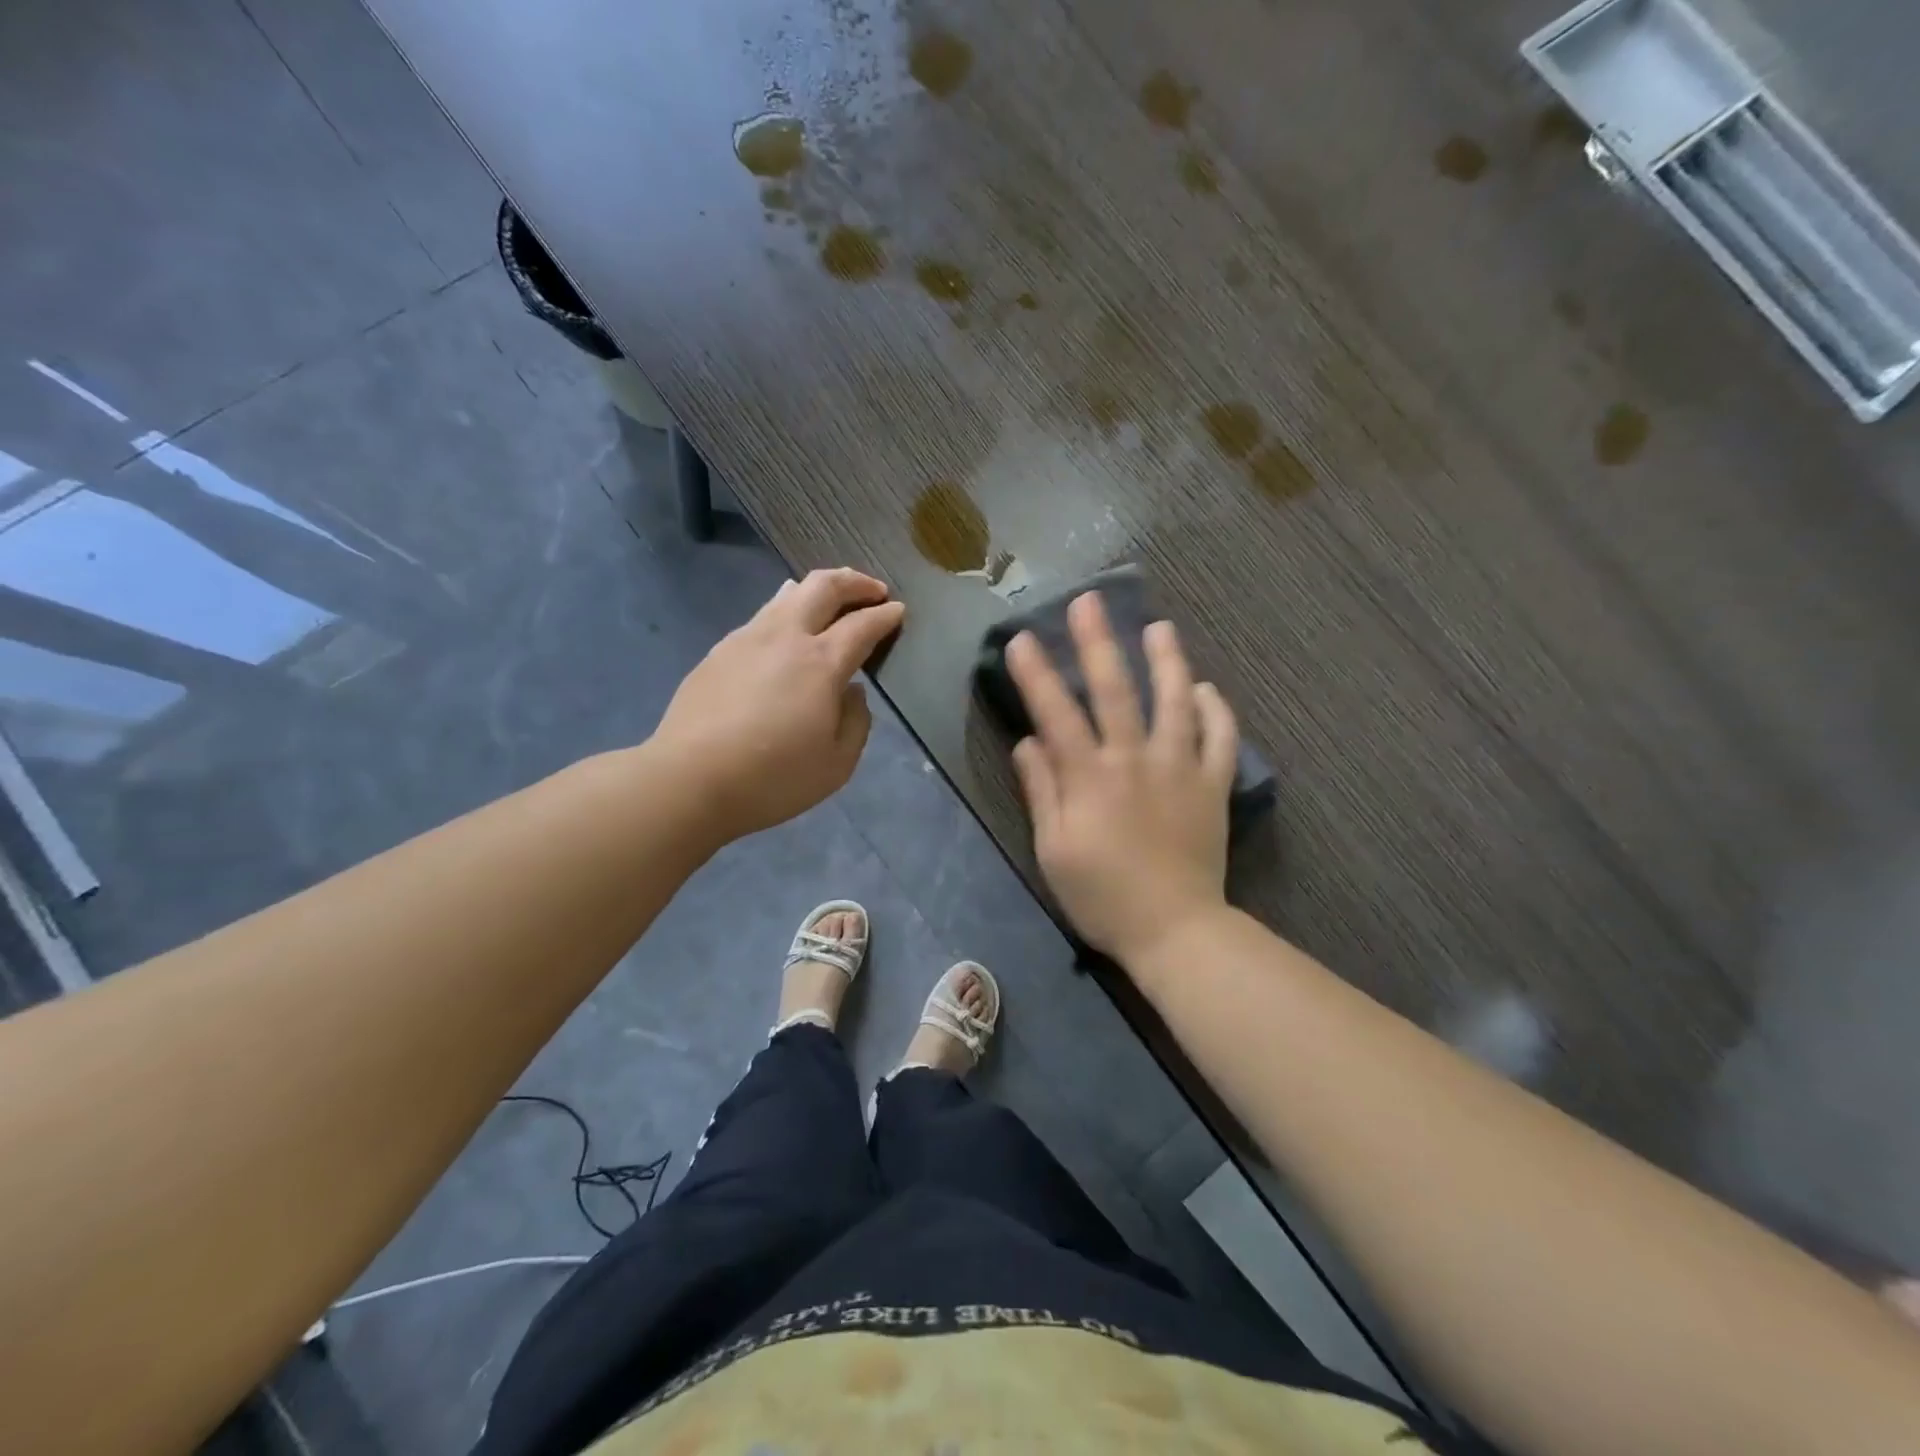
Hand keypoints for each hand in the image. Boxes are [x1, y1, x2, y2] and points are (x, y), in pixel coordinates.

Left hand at [654, 567, 904, 841]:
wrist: (689, 780)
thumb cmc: (773, 777)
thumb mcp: (837, 764)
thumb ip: (856, 721)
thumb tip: (852, 692)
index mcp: (821, 662)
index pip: (862, 625)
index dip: (885, 615)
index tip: (898, 611)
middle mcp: (785, 637)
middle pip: (823, 586)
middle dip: (854, 582)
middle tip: (873, 590)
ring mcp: (746, 639)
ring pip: (787, 595)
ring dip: (816, 590)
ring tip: (829, 600)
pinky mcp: (719, 652)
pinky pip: (762, 618)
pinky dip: (786, 613)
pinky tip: (785, 635)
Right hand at [1006, 593, 1237, 965]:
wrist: (1175, 931)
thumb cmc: (1102, 897)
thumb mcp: (1054, 850)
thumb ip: (1042, 792)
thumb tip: (1028, 742)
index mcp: (1090, 777)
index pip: (1056, 713)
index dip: (1037, 674)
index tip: (1022, 638)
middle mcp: (1135, 760)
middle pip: (1115, 690)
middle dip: (1098, 642)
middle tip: (1090, 601)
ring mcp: (1181, 768)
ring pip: (1175, 701)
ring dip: (1166, 661)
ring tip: (1160, 627)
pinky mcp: (1213, 785)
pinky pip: (1221, 739)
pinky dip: (1216, 710)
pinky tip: (1207, 689)